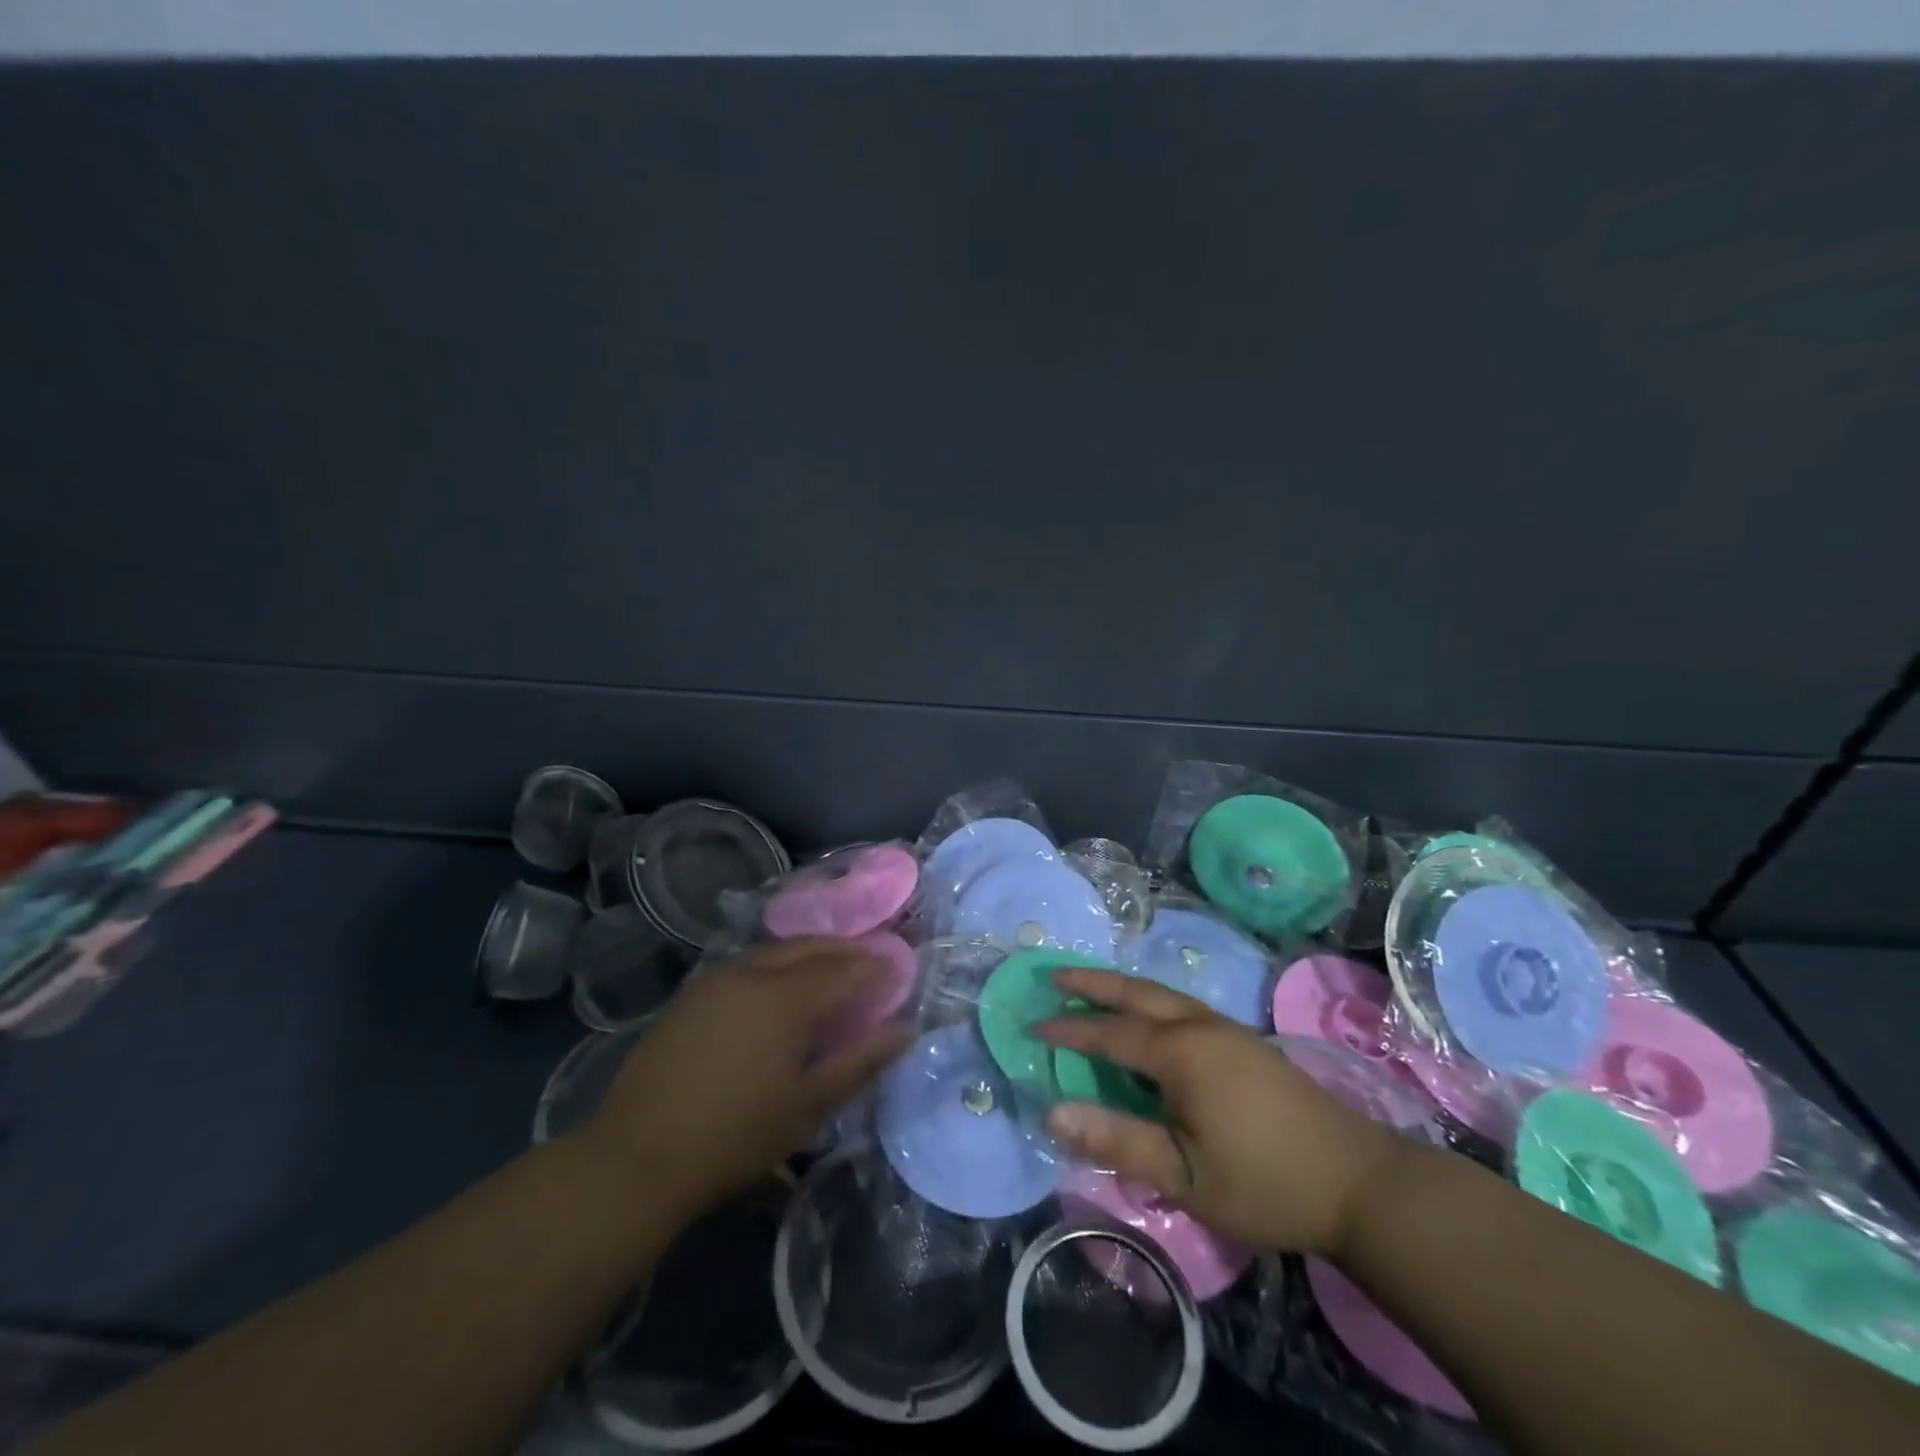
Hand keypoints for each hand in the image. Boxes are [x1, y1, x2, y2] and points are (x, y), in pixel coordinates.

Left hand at [586, 939, 910, 1219]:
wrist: (638, 1156)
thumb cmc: (736, 1134)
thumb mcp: (809, 1105)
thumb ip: (861, 1062)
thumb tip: (905, 1031)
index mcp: (786, 996)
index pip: (844, 969)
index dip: (875, 968)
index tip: (899, 972)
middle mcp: (753, 973)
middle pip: (809, 947)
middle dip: (844, 951)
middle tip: (868, 964)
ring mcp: (715, 980)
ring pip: (775, 952)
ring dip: (809, 955)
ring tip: (829, 974)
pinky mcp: (690, 996)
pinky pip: (747, 967)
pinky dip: (776, 967)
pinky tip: (778, 993)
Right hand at [1038, 968, 1410, 1256]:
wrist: (1358, 1181)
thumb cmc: (1265, 1182)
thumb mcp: (1184, 1175)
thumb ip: (1117, 1139)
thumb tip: (1052, 1112)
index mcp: (1181, 1053)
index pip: (1110, 1033)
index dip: (1069, 1031)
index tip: (1033, 1026)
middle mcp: (1200, 1026)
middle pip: (1135, 992)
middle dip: (1091, 982)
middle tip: (1053, 975)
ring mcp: (1227, 1029)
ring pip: (1161, 994)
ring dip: (1121, 986)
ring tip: (1089, 986)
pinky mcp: (1245, 1041)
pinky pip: (1182, 1005)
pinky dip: (1149, 1000)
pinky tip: (1147, 1016)